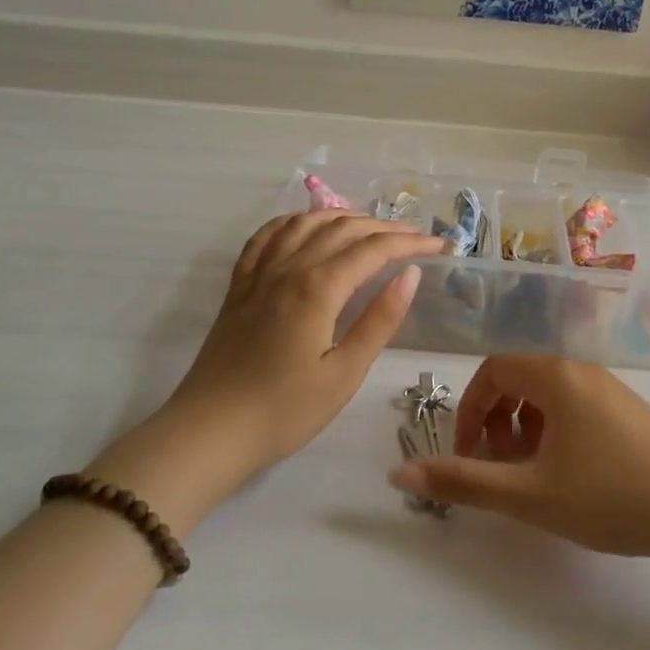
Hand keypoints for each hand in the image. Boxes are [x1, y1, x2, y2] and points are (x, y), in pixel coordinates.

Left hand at [160, 211, 444, 476]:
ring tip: (370, 228)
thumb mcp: (344, 373)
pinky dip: (293, 222)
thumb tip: (410, 274)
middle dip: (384, 227)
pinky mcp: (239, 285)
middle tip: (415, 238)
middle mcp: (288, 267)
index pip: (373, 249)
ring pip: (304, 223)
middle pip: (342, 228)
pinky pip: (266, 236)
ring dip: (342, 217)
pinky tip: (305, 228)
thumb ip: (379, 320)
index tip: (440, 246)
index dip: (410, 242)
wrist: (209, 432)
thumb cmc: (285, 411)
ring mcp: (258, 273)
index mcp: (317, 287)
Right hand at [387, 354, 649, 562]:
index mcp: (556, 376)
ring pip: (547, 397)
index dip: (468, 412)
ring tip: (527, 477)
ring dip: (523, 430)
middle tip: (494, 469)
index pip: (492, 371)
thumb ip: (463, 482)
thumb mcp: (529, 494)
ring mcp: (610, 389)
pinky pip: (574, 408)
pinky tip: (566, 476)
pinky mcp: (630, 412)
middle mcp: (582, 370)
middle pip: (518, 380)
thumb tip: (398, 471)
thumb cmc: (610, 497)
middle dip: (494, 422)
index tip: (466, 457)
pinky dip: (553, 433)